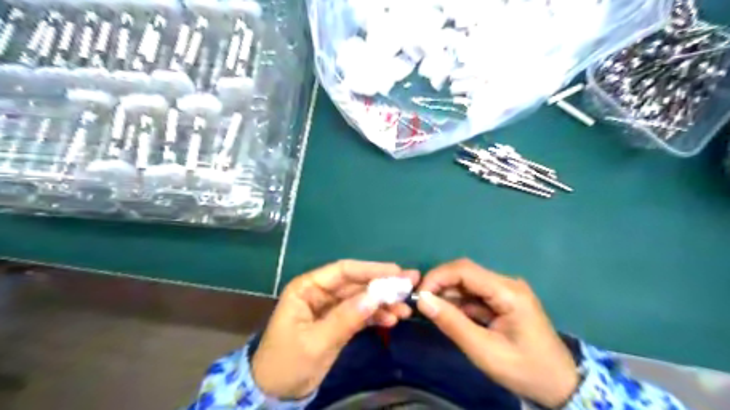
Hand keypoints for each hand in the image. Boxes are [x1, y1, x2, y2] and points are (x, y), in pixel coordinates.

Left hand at [252, 262, 416, 398]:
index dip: (371, 269)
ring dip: (383, 302)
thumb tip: (376, 297)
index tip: (397, 271)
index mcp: (308, 288)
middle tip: (410, 286)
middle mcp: (320, 292)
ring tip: (405, 309)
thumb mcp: (316, 341)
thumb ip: (346, 318)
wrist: (275, 393)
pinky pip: (360, 313)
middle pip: (356, 283)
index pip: (343, 271)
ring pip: (361, 298)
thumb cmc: (287, 363)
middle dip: (382, 285)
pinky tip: (392, 319)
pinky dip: (376, 316)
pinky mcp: (338, 322)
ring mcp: (330, 307)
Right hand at [416, 260, 581, 406]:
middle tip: (422, 305)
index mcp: (508, 292)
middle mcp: (506, 284)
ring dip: (447, 295)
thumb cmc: (524, 370)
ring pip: (467, 284)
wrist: (559, 386)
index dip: (437, 277)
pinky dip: (458, 304)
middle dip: (440, 286)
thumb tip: (422, 300)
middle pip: (465, 273)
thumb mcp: (484, 351)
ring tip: (433, 313)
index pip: (465, 270)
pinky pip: (474, 295)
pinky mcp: (502, 300)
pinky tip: (450, 316)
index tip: (418, 294)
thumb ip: (452, 323)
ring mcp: (505, 291)